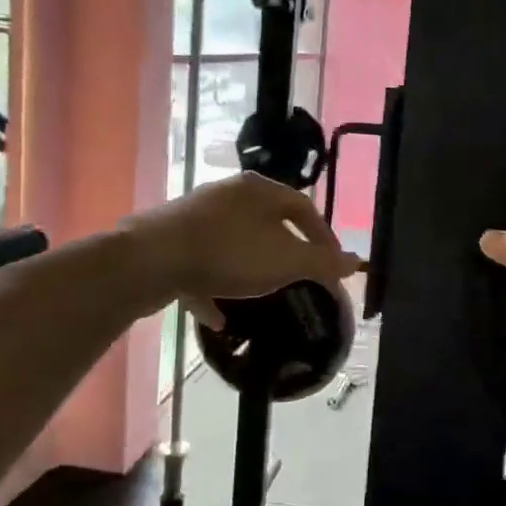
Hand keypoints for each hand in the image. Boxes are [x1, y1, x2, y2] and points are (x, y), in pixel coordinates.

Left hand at [136, 173, 360, 324]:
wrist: (150, 260)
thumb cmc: (229, 253)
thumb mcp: (286, 262)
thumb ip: (322, 263)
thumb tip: (356, 261)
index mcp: (260, 190)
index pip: (305, 208)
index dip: (324, 237)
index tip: (332, 266)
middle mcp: (228, 194)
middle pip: (268, 222)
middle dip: (286, 252)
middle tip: (299, 277)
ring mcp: (195, 216)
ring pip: (235, 242)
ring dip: (250, 268)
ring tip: (262, 294)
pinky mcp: (170, 239)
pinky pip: (202, 262)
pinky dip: (214, 286)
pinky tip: (219, 315)